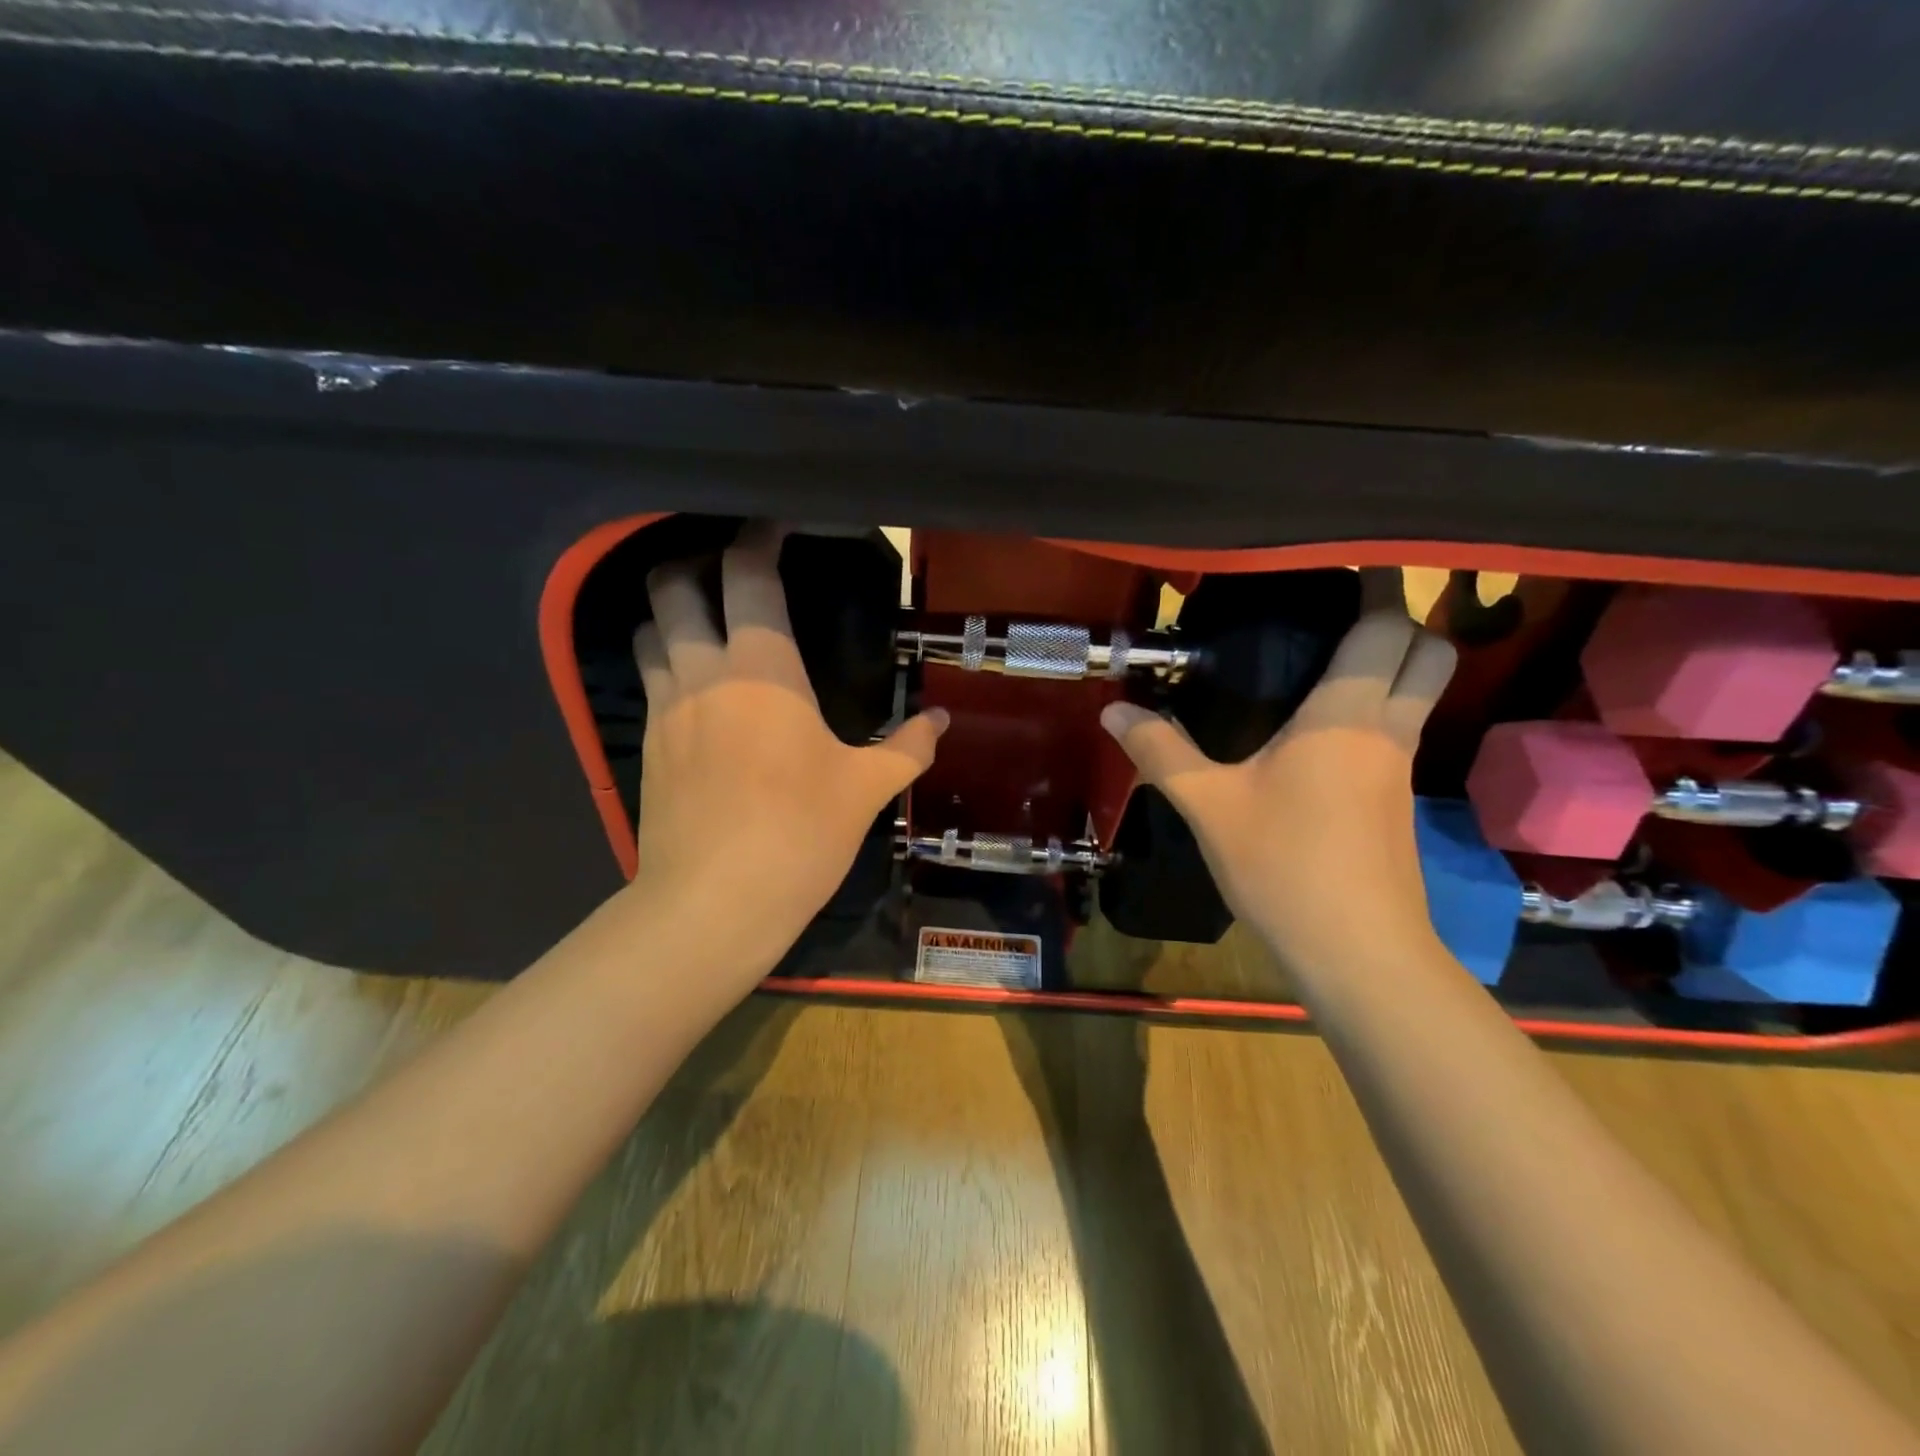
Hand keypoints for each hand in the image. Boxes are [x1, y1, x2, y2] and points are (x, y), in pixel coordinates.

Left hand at [627, 524, 947, 978]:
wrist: (714, 904)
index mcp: (762, 669)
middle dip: (695, 563)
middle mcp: (704, 673)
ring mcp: (666, 709)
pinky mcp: (647, 746)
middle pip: (673, 588)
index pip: (748, 575)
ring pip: (648, 632)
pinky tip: (697, 692)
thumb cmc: (800, 834)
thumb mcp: (866, 789)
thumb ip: (908, 747)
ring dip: (671, 616)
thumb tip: (942, 721)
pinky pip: (648, 683)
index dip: (759, 538)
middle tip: (729, 572)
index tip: (777, 525)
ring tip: (706, 626)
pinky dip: (665, 666)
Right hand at [1101, 570, 1456, 971]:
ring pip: (1421, 690)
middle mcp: (1388, 729)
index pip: (1387, 627)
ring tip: (1322, 660)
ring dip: (1392, 663)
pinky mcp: (1399, 800)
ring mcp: (1402, 766)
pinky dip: (1377, 708)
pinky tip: (1321, 730)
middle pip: (1430, 649)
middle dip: (1400, 620)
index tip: (1342, 563)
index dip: (1377, 586)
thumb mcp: (1208, 806)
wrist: (1356, 952)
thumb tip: (1113, 710)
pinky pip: (1401, 728)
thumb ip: (1160, 751)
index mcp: (1346, 716)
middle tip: (1335, 615)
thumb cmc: (1284, 866)